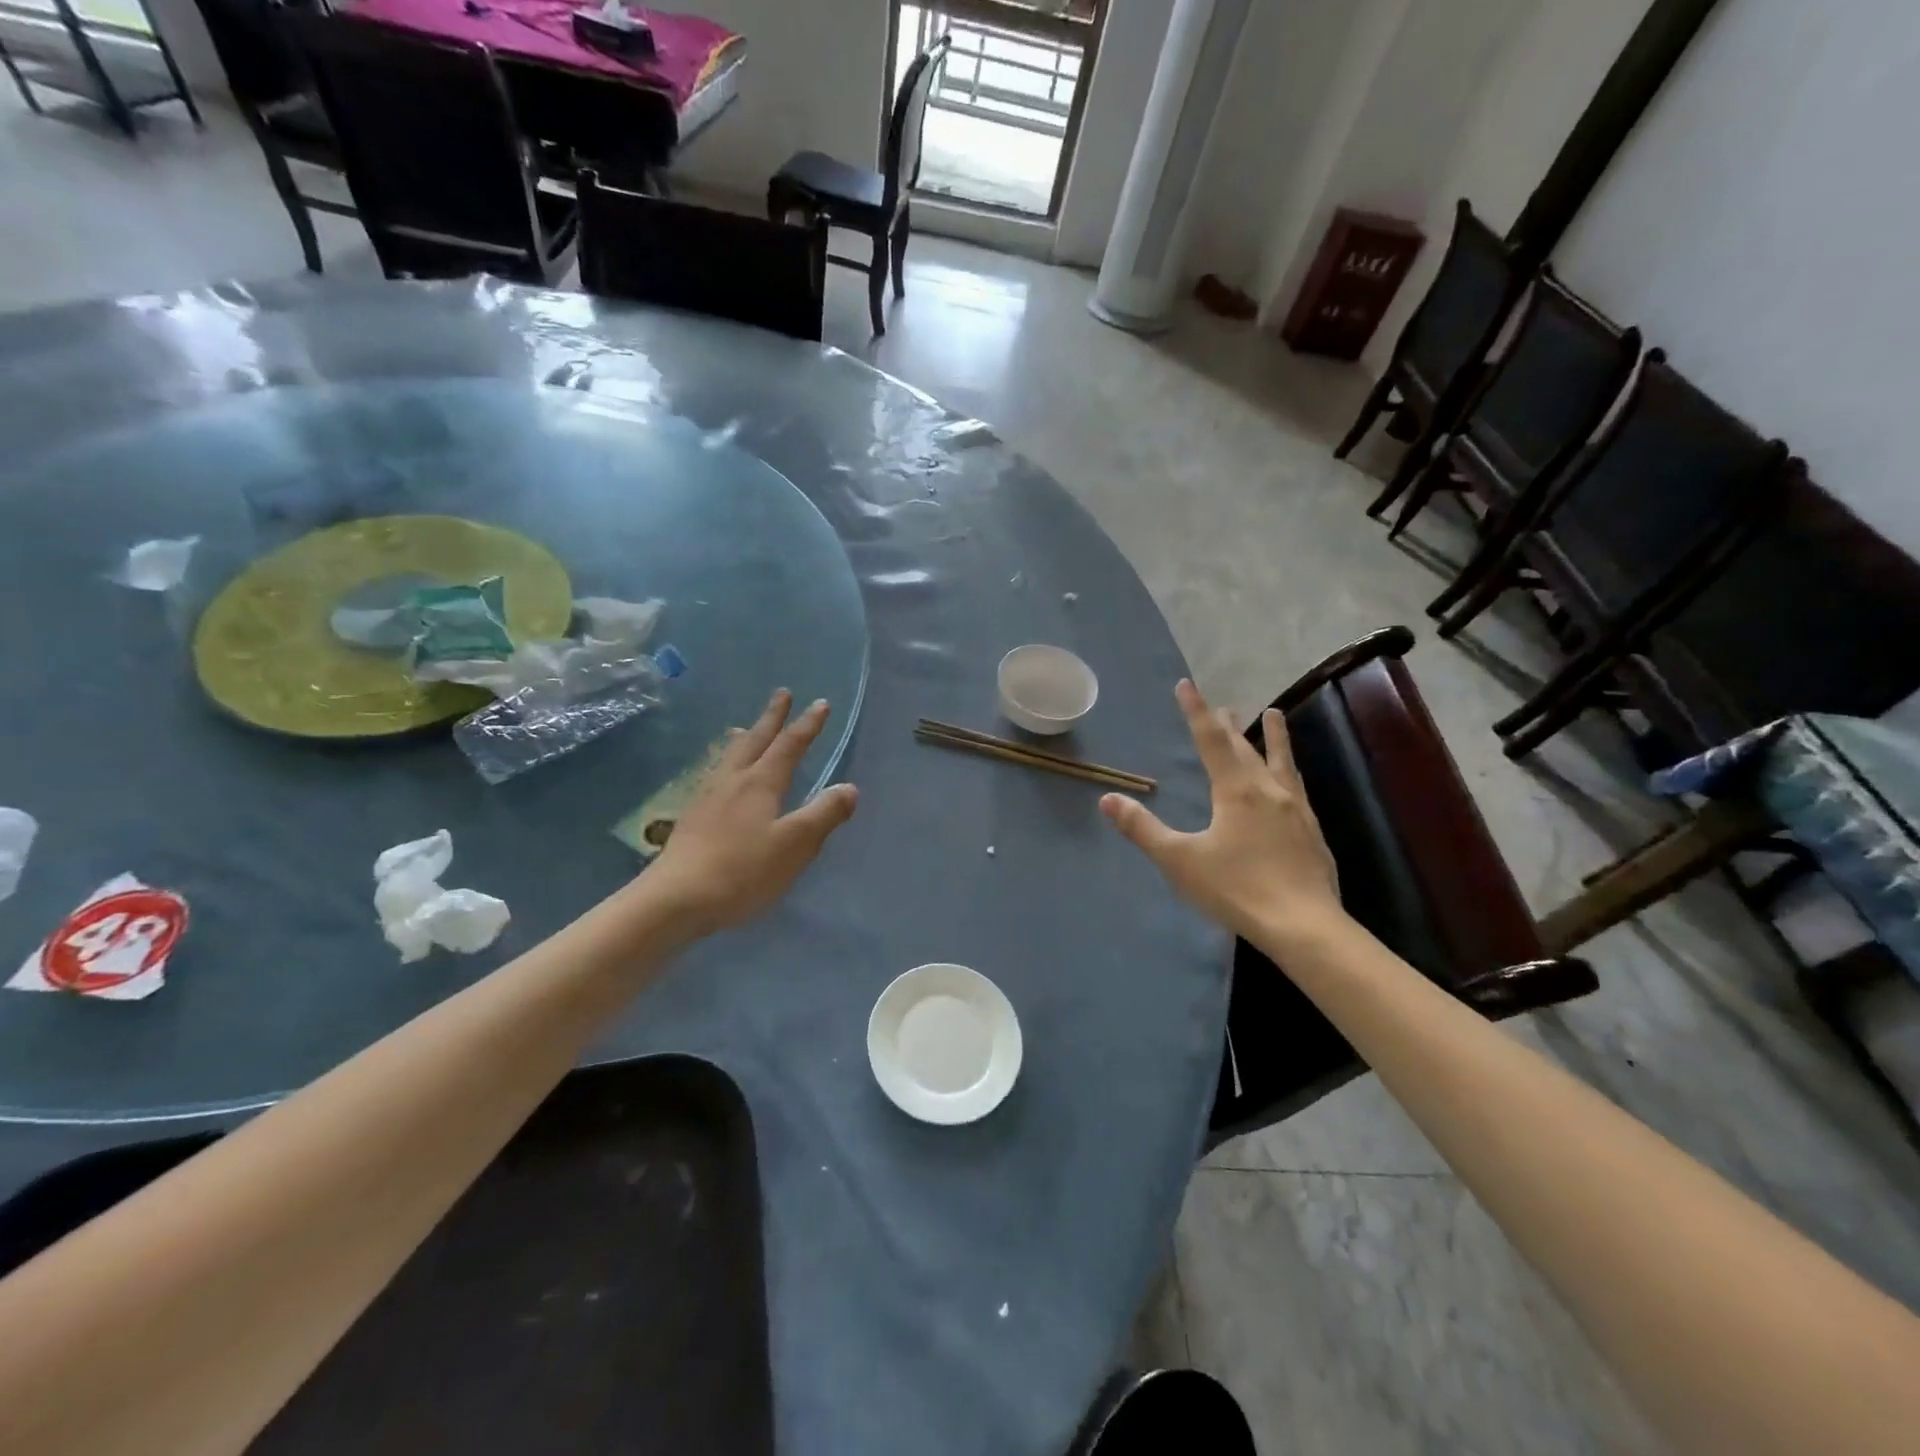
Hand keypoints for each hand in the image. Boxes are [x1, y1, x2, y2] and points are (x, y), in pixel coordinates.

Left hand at [644, 689, 858, 936]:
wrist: (676, 899)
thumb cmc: (743, 871)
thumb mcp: (795, 844)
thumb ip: (824, 814)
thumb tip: (849, 788)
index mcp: (761, 783)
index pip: (790, 745)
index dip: (807, 724)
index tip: (821, 703)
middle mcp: (733, 781)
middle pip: (755, 740)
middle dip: (772, 717)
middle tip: (782, 693)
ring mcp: (707, 798)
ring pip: (729, 756)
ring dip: (743, 737)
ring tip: (743, 727)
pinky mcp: (692, 818)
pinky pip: (714, 775)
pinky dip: (724, 763)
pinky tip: (718, 777)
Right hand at [1100, 679, 1343, 945]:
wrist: (1303, 925)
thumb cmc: (1236, 889)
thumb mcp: (1179, 860)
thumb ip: (1143, 829)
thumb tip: (1108, 798)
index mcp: (1235, 790)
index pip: (1210, 740)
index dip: (1196, 711)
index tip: (1186, 685)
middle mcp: (1267, 789)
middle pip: (1245, 747)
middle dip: (1229, 724)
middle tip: (1222, 704)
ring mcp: (1295, 808)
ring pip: (1280, 761)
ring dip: (1273, 736)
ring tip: (1274, 714)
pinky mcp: (1311, 830)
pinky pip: (1296, 785)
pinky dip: (1289, 769)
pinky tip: (1290, 781)